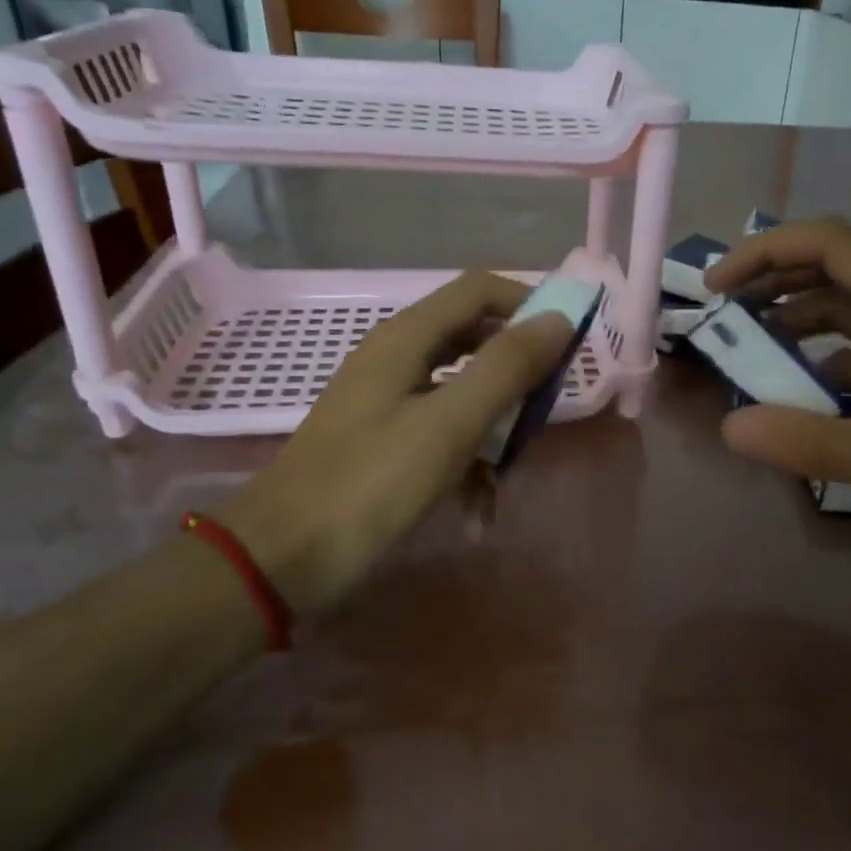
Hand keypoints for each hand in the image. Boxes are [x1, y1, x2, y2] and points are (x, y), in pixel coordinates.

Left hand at [219, 272, 574, 612]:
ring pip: (464, 396)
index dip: (529, 304)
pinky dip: (466, 467)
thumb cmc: (371, 484)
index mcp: (406, 339)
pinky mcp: (384, 443)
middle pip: (476, 342)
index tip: (569, 342)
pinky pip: (442, 437)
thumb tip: (559, 319)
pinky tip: (476, 515)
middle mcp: (396, 359)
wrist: (281, 560)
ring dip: (494, 433)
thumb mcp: (450, 423)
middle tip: (543, 412)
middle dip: (517, 378)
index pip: (480, 290)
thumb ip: (507, 367)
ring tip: (508, 479)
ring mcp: (387, 402)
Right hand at [705, 218, 850, 547]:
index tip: (718, 286)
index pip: (830, 246)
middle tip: (722, 310)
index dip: (766, 252)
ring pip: (849, 307)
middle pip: (836, 267)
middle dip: (774, 277)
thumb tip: (731, 427)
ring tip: (748, 339)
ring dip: (797, 313)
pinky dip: (824, 353)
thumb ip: (813, 443)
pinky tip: (800, 382)